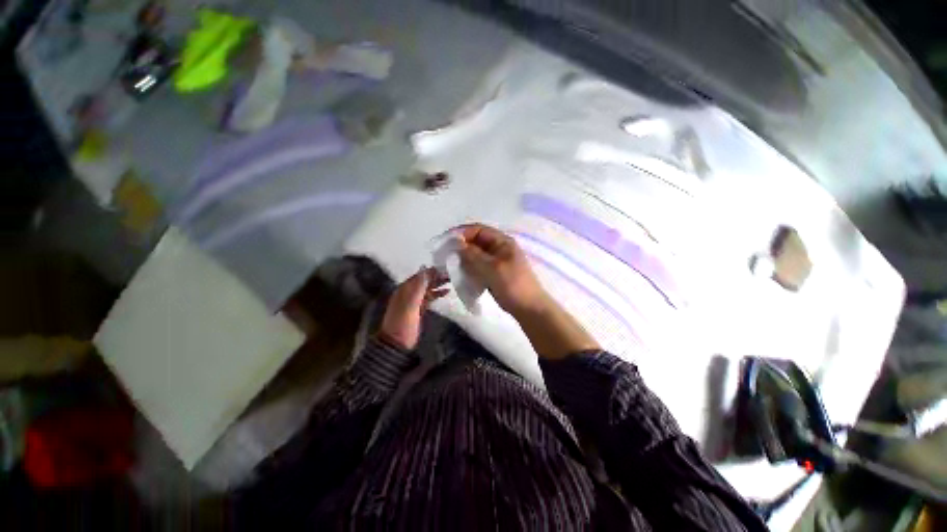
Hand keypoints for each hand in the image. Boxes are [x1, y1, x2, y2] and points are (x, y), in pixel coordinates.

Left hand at [379, 267, 449, 349]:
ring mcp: (413, 301)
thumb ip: (418, 286)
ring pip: (427, 288)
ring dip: (438, 284)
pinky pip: (429, 297)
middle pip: (424, 281)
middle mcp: (408, 292)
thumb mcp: (410, 303)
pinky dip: (437, 294)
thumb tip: (425, 269)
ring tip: (451, 281)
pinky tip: (446, 292)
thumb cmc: (403, 322)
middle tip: (451, 274)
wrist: (397, 342)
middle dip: (436, 277)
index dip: (431, 271)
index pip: (419, 275)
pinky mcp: (418, 309)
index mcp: (404, 289)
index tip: (445, 267)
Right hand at [455, 223, 598, 358]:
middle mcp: (498, 248)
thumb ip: (473, 255)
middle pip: (475, 241)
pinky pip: (477, 266)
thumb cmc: (513, 285)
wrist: (528, 308)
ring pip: (475, 255)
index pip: (478, 230)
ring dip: (462, 258)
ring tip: (449, 265)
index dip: (461, 233)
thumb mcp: (492, 268)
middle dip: (460, 246)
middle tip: (444, 255)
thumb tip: (456, 243)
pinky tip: (460, 274)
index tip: (445, 242)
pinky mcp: (493, 273)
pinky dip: (468, 268)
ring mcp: (496, 261)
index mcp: (502, 241)